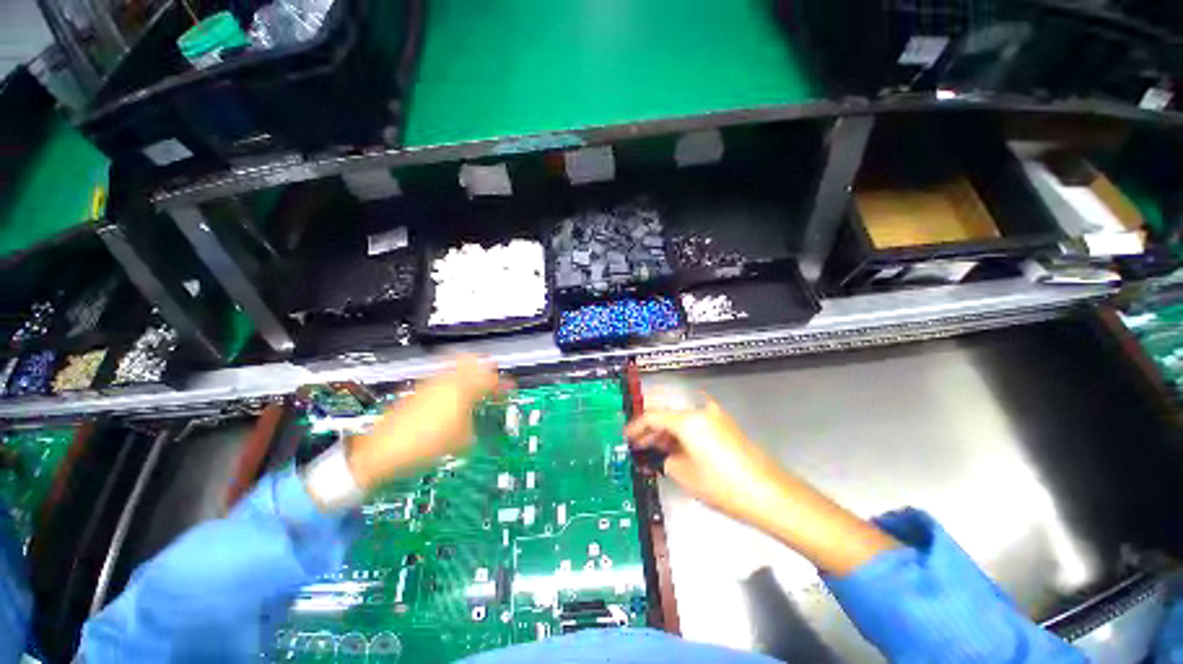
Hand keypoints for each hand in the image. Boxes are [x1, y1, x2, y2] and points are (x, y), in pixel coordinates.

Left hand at [346, 355, 505, 489]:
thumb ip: (474, 425)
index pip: (491, 380)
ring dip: (466, 374)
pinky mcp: (416, 390)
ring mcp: (430, 383)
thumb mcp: (461, 440)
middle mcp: (447, 380)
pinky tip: (449, 401)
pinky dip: (450, 383)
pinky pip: (440, 379)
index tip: (510, 389)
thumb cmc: (425, 445)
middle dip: (484, 367)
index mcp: (463, 390)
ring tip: (471, 390)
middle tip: (490, 379)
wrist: (383, 450)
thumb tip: (476, 424)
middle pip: (471, 359)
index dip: (504, 384)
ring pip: (454, 367)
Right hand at [625, 392, 790, 528]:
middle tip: (637, 443)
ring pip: (681, 418)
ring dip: (666, 432)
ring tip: (653, 448)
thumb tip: (661, 453)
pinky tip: (675, 448)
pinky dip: (682, 434)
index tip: (626, 436)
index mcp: (688, 419)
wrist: (769, 494)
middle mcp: (700, 409)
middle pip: (667, 414)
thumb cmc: (723, 486)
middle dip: (651, 429)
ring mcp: (715, 416)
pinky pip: (695, 424)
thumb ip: (665, 458)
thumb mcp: (683, 474)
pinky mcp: (725, 425)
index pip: (653, 416)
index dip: (636, 427)